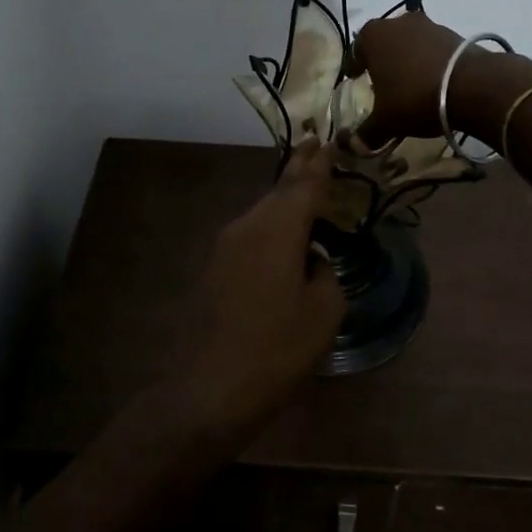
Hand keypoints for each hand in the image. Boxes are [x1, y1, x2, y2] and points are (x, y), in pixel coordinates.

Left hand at [179, 141, 344, 434]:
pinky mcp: (213, 270)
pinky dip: (271, 229)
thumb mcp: (322, 314)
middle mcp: (247, 226)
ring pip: (262, 213)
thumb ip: (326, 276)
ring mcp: (224, 247)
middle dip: (299, 171)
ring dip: (285, 203)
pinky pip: (250, 235)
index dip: (319, 163)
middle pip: (279, 191)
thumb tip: (313, 263)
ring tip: (307, 195)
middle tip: (317, 149)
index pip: (304, 184)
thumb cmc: (274, 350)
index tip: (328, 140)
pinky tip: (283, 244)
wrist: (203, 391)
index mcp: (277, 228)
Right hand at [354, 8, 468, 142]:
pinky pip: (433, 48)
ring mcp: (428, 24)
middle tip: (383, 82)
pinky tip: (434, 82)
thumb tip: (355, 146)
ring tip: (411, 83)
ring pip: (410, 42)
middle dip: (383, 59)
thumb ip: (367, 132)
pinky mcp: (454, 33)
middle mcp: (398, 22)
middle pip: (384, 41)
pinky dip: (430, 61)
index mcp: (373, 35)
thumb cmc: (414, 97)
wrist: (471, 86)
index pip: (356, 49)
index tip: (357, 79)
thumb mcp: (386, 121)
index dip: (355, 65)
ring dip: (408, 59)